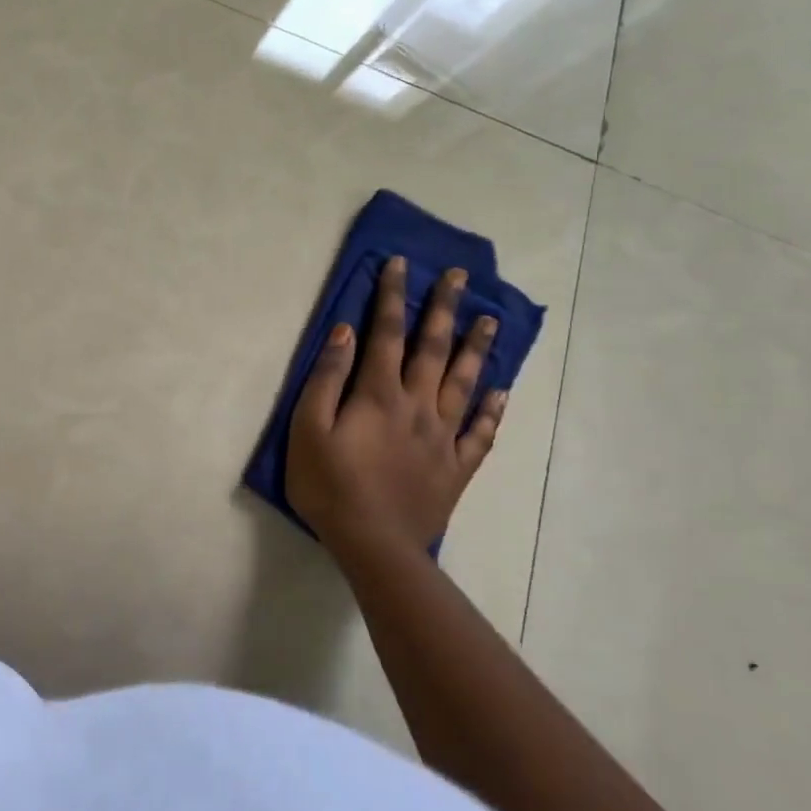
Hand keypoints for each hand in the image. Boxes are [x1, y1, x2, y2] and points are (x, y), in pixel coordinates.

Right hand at [285, 256, 506, 562]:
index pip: (387, 333)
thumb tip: (345, 332)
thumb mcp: (308, 429)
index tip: (401, 264)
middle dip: (443, 308)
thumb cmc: (330, 486)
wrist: (374, 545)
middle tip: (460, 276)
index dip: (393, 296)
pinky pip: (480, 433)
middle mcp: (418, 406)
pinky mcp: (455, 468)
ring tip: (490, 319)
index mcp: (379, 395)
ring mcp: (442, 437)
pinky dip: (492, 411)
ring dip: (477, 348)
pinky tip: (501, 392)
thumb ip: (326, 379)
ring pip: (465, 383)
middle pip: (433, 348)